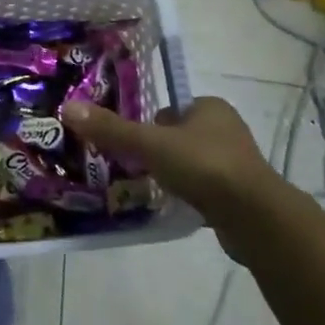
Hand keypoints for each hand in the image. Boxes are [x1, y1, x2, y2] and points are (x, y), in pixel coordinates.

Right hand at [63, 96, 286, 237]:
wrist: (255, 217)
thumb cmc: (203, 166)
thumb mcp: (151, 144)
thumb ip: (112, 129)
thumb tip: (68, 107)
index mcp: (210, 107)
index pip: (170, 109)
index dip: (149, 124)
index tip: (132, 144)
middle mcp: (227, 129)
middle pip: (179, 136)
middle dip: (160, 151)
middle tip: (135, 168)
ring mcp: (237, 163)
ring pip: (192, 163)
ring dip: (175, 175)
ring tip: (151, 189)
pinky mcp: (241, 194)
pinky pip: (205, 189)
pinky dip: (190, 195)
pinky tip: (175, 207)